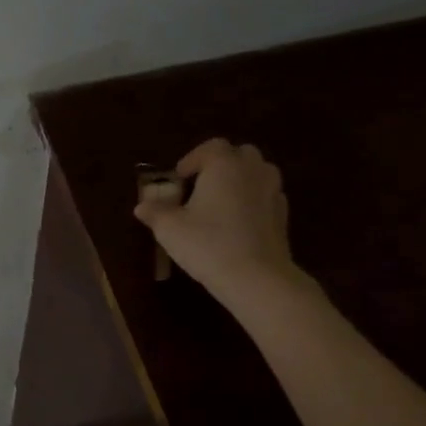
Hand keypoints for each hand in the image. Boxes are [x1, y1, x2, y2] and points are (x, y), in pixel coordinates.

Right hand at [134, 139, 304, 302]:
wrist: (256, 278)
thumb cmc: (208, 244)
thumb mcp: (170, 229)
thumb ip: (155, 212)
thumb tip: (142, 206)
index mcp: (224, 165)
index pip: (211, 147)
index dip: (192, 159)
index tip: (179, 179)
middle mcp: (252, 170)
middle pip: (239, 154)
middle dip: (220, 165)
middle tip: (201, 186)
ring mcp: (273, 192)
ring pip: (258, 173)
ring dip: (240, 180)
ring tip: (220, 203)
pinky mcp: (283, 215)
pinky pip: (266, 196)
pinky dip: (253, 201)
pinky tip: (238, 223)